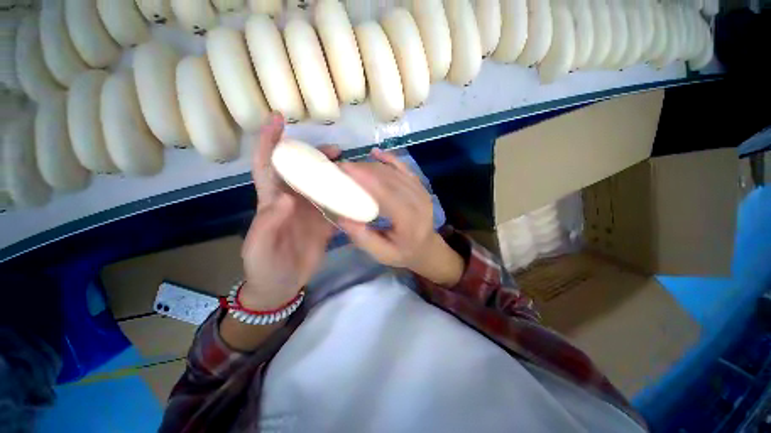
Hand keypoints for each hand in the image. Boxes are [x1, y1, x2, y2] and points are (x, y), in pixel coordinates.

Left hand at [240, 114, 339, 309]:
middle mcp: (293, 201)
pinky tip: (358, 193)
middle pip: (303, 171)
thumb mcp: (259, 247)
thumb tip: (288, 200)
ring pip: (323, 186)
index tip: (279, 119)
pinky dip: (346, 198)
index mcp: (272, 201)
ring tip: (352, 169)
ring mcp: (310, 212)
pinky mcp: (324, 224)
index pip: (268, 165)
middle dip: (316, 156)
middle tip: (337, 151)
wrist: (280, 286)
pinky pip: (336, 206)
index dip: (270, 142)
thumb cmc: (263, 266)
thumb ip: (269, 223)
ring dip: (335, 175)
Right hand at [338, 149, 464, 285]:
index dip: (365, 178)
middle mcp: (418, 201)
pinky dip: (389, 159)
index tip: (344, 169)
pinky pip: (404, 168)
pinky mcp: (420, 186)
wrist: (426, 247)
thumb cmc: (403, 253)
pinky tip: (375, 153)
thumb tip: (342, 216)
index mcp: (409, 220)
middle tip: (341, 166)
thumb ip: (364, 238)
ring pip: (395, 171)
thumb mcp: (383, 254)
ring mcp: (421, 191)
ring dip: (372, 165)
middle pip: (389, 178)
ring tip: (352, 165)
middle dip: (364, 169)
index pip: (386, 193)